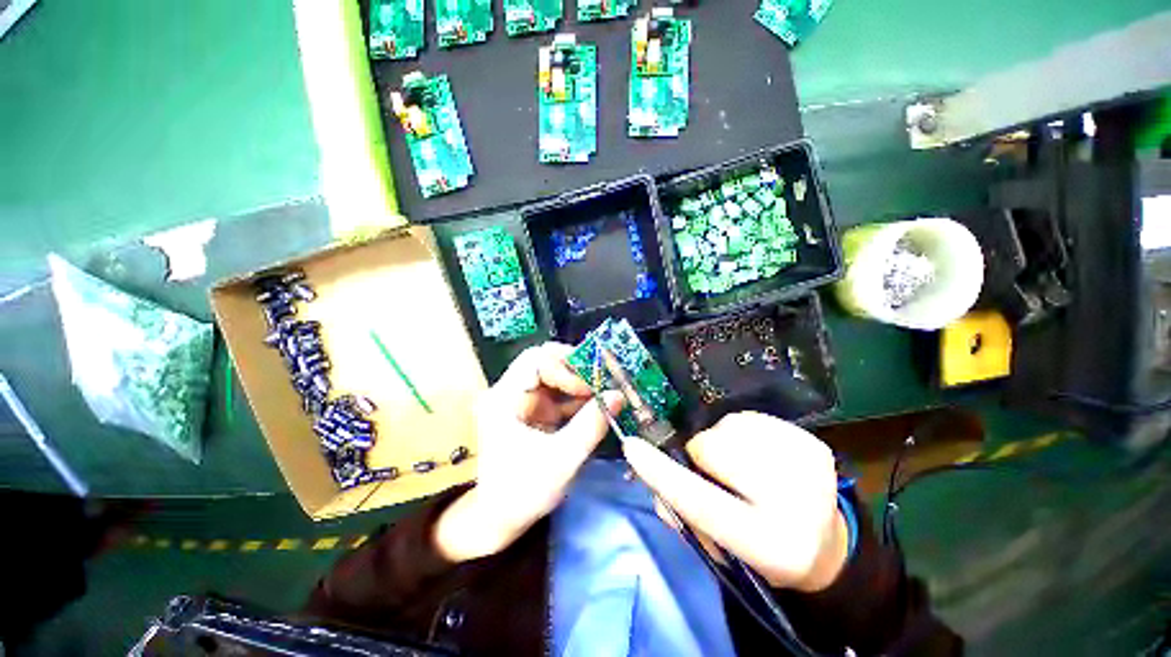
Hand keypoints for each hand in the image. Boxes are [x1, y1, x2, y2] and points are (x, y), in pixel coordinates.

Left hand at [434, 343, 622, 562]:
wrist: (499, 521)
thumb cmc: (522, 492)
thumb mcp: (561, 460)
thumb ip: (591, 425)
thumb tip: (618, 395)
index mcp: (504, 399)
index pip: (534, 359)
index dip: (564, 365)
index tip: (589, 385)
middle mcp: (511, 393)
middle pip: (546, 363)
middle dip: (576, 372)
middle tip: (602, 383)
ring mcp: (523, 402)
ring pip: (555, 378)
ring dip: (581, 384)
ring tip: (606, 394)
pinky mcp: (534, 413)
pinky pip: (559, 396)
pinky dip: (578, 399)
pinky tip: (597, 408)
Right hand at [622, 412, 847, 591]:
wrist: (826, 543)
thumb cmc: (763, 550)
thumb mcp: (720, 550)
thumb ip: (684, 517)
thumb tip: (655, 487)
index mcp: (772, 546)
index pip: (702, 503)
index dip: (662, 473)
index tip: (632, 447)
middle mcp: (799, 505)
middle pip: (716, 449)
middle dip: (701, 452)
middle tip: (709, 467)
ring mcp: (811, 468)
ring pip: (731, 427)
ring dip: (721, 441)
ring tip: (739, 464)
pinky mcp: (814, 444)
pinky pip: (751, 419)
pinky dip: (741, 432)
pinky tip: (756, 454)